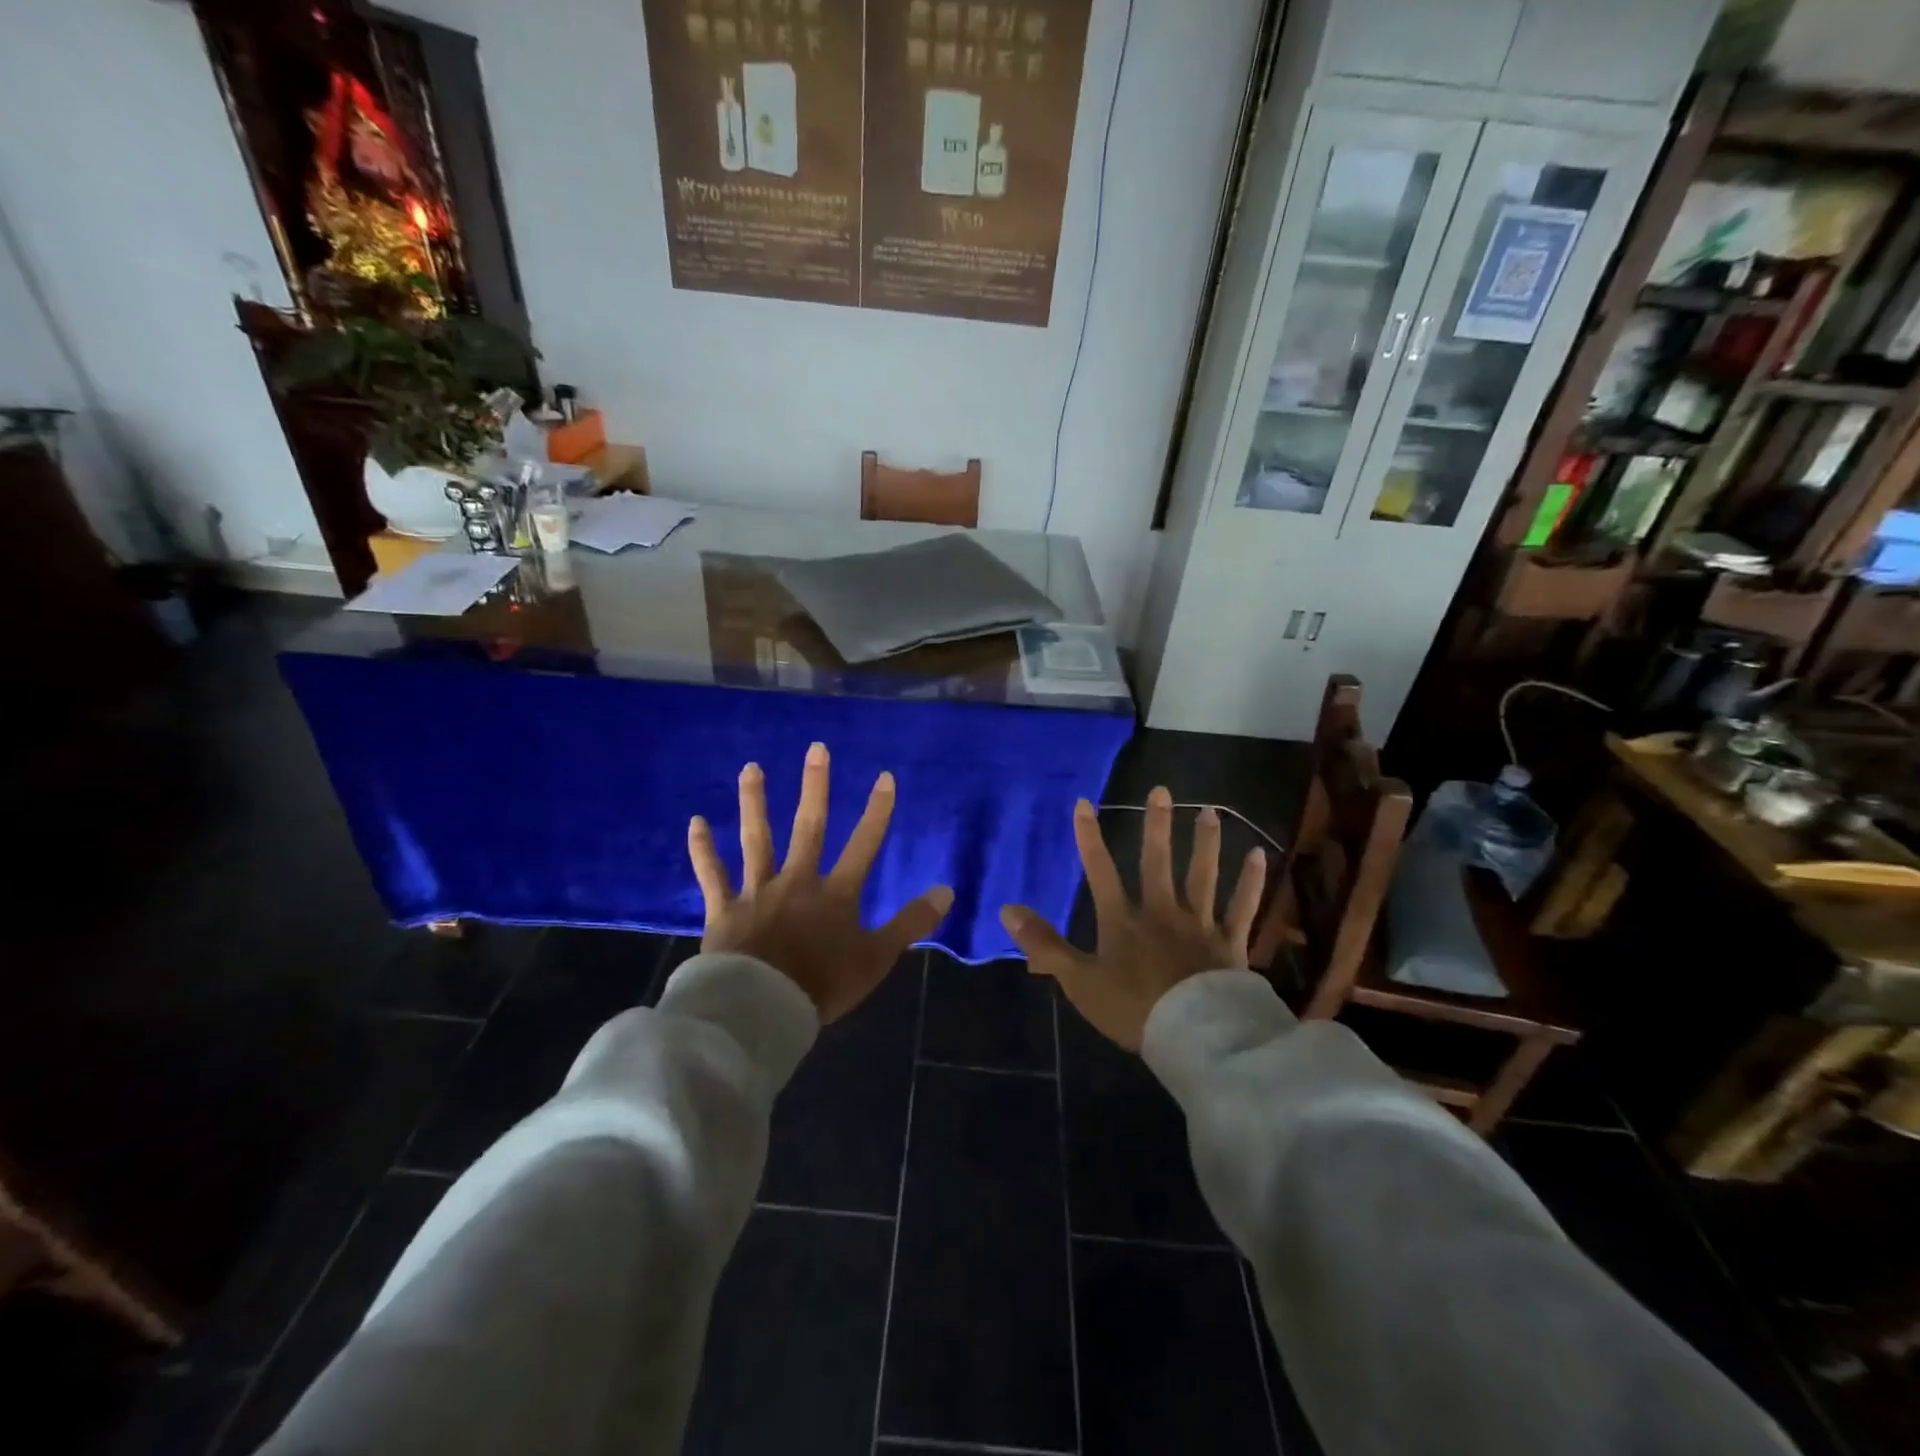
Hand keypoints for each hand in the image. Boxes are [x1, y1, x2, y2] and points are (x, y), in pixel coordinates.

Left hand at [688, 742, 952, 1022]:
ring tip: (751, 768)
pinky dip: (703, 850)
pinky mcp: (725, 909)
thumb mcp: (877, 958)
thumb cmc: (822, 984)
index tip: (884, 776)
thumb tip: (947, 890)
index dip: (877, 811)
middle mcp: (797, 881)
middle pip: (808, 827)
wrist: (762, 1010)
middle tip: (815, 748)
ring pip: (757, 839)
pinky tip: (695, 822)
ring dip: (754, 802)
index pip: (864, 844)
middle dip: (815, 786)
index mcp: (835, 894)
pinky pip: (712, 875)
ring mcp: (758, 891)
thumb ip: (911, 923)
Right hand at [1001, 787, 1265, 1050]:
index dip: (1089, 837)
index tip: (1084, 803)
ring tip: (1210, 811)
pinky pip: (1242, 907)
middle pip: (1157, 862)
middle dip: (1156, 826)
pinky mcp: (1230, 943)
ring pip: (1203, 875)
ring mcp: (1199, 924)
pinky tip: (1258, 855)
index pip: (1100, 871)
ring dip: (1206, 842)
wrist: (1194, 1037)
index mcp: (1123, 921)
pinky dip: (1250, 882)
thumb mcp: (1079, 981)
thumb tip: (1006, 909)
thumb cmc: (1132, 1009)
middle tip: (1162, 790)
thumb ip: (1044, 944)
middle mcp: (1162, 912)